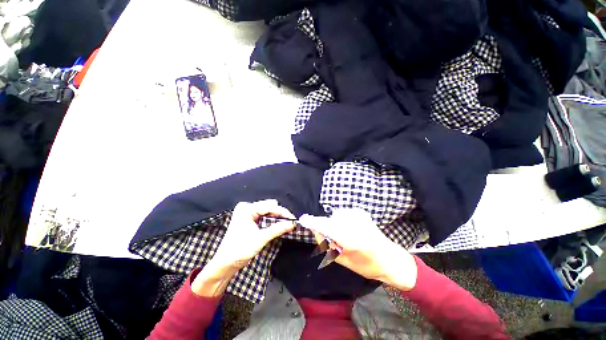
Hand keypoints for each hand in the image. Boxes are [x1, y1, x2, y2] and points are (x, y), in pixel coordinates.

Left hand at [213, 199, 295, 267]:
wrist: (224, 264)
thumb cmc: (239, 251)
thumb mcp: (260, 239)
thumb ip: (277, 229)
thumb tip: (292, 224)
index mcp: (247, 209)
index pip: (270, 206)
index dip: (283, 213)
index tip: (294, 220)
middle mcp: (246, 207)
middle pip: (269, 207)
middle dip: (280, 214)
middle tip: (290, 223)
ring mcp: (247, 212)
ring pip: (267, 211)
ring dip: (277, 217)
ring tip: (286, 225)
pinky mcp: (248, 218)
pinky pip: (264, 216)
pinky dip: (271, 220)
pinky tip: (277, 225)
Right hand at [299, 208, 417, 290]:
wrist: (390, 258)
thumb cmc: (367, 265)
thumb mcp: (344, 261)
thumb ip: (328, 245)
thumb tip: (316, 231)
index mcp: (352, 240)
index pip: (327, 227)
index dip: (314, 222)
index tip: (303, 219)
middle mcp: (355, 224)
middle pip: (331, 220)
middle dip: (327, 228)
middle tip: (335, 241)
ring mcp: (360, 216)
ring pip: (336, 216)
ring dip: (335, 224)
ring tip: (345, 236)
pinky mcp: (361, 212)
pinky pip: (343, 214)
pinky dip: (342, 220)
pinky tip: (350, 229)